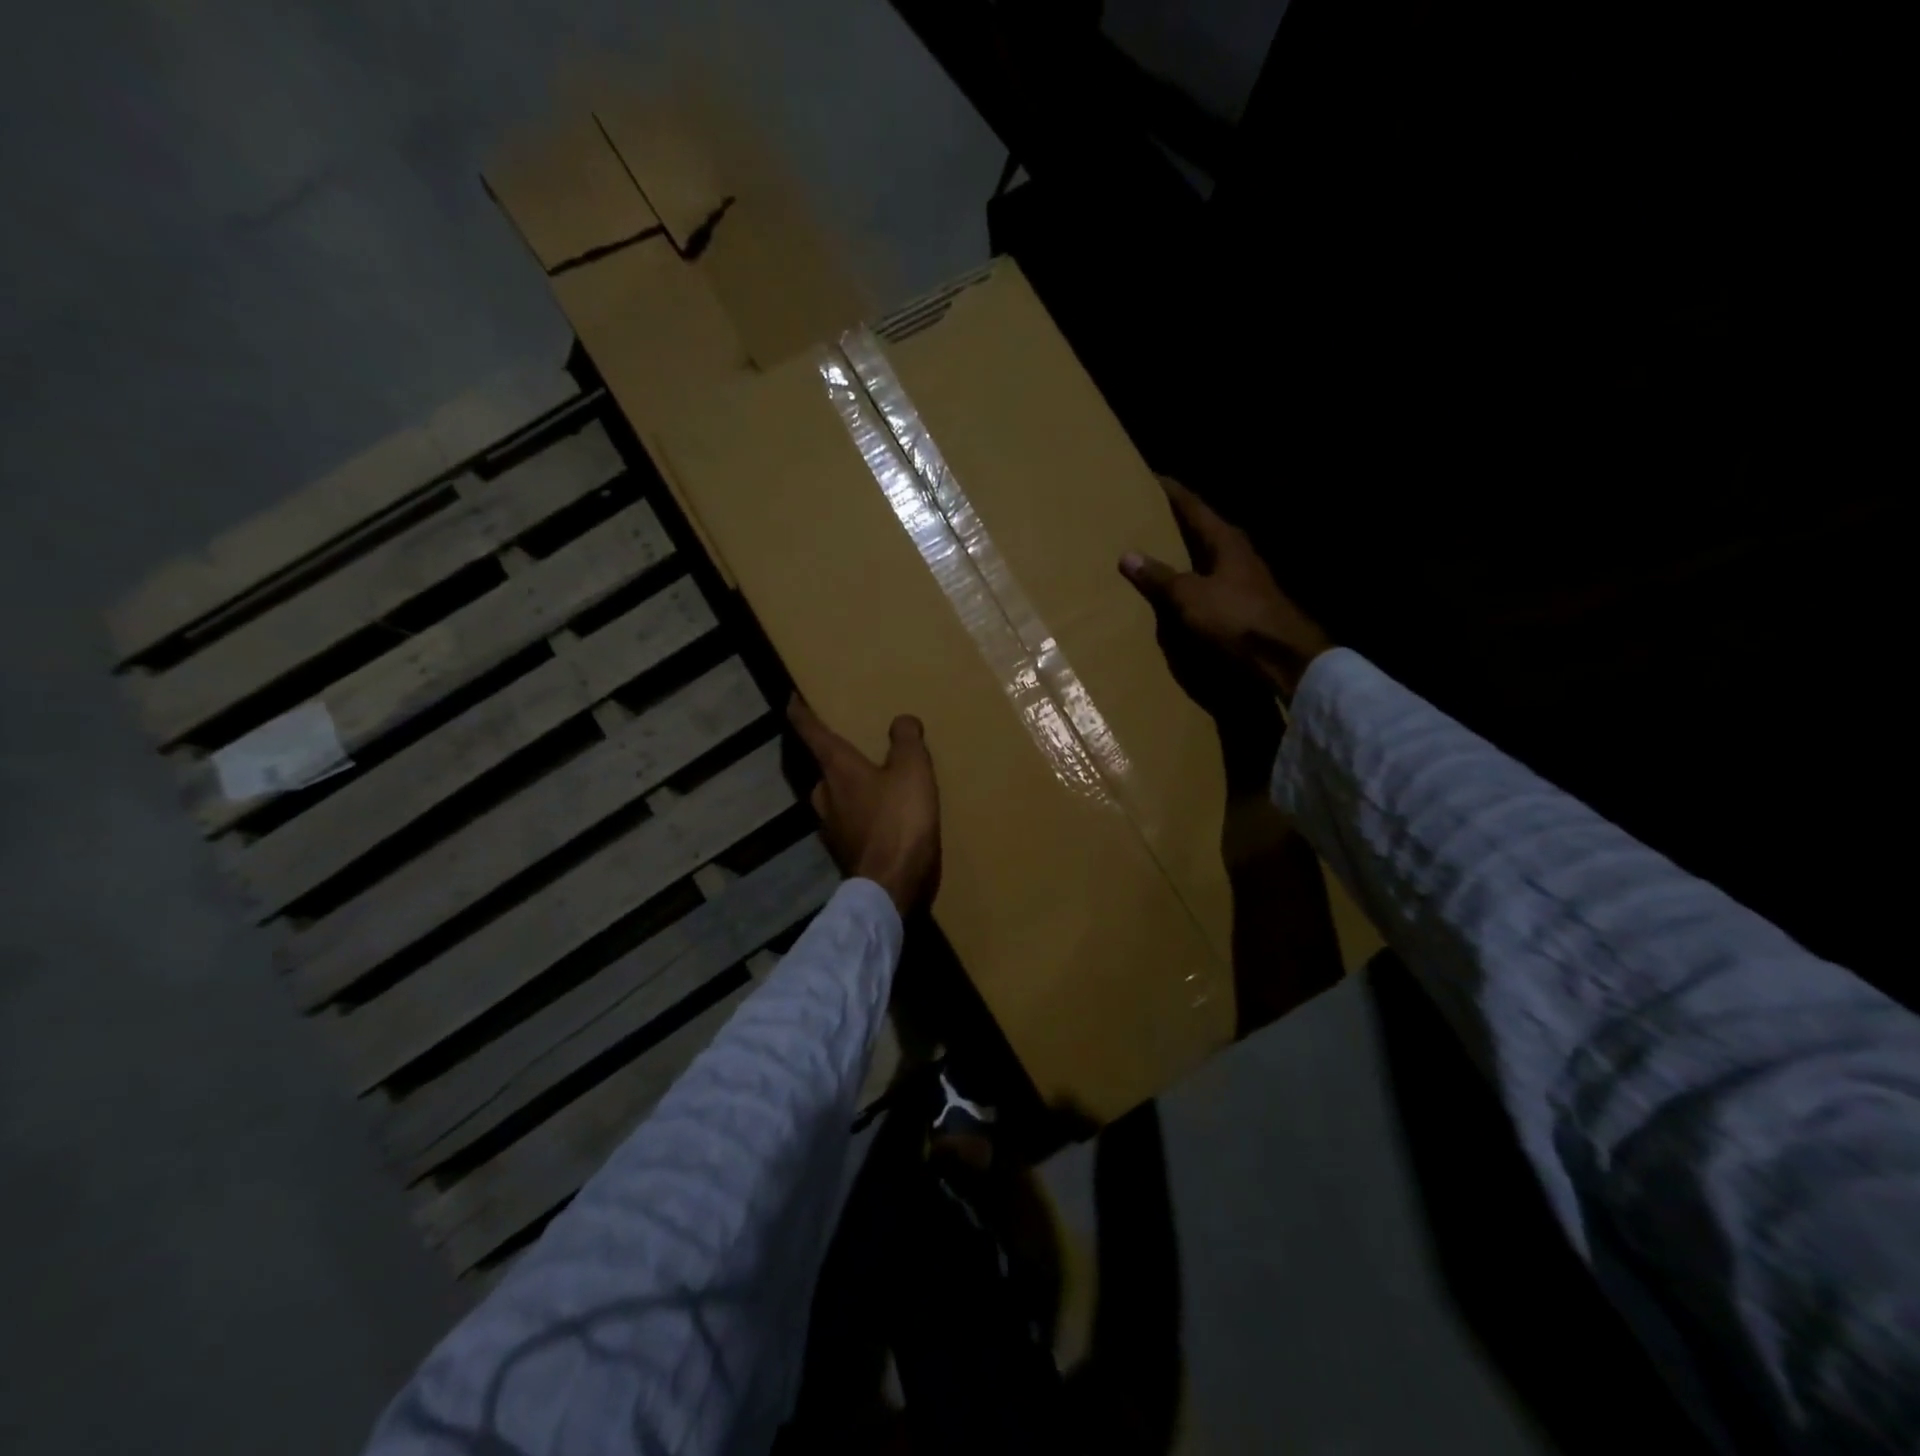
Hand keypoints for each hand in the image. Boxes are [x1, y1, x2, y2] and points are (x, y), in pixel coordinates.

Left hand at [787, 695, 940, 917]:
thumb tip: (901, 720)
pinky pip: (848, 822)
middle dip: (835, 756)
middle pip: (823, 767)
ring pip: (835, 797)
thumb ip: (907, 741)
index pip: (811, 732)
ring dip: (849, 787)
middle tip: (854, 746)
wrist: (890, 886)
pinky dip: (860, 814)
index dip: (801, 712)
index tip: (791, 698)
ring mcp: (830, 827)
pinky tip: (881, 818)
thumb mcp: (913, 771)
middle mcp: (825, 794)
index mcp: (837, 769)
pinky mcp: (843, 851)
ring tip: (874, 783)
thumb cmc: (899, 821)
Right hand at [1119, 477, 1332, 704]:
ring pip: (1206, 556)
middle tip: (1146, 515)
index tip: (1150, 478)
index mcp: (1224, 540)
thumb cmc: (1235, 617)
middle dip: (1175, 522)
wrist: (1281, 657)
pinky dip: (1189, 580)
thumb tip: (1127, 555)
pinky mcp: (1243, 603)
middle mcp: (1236, 553)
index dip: (1171, 492)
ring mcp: (1242, 578)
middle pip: (1201, 529)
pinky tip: (1175, 589)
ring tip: (1154, 551)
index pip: (1193, 506)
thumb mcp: (1190, 596)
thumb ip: (1159, 576)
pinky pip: (1208, 582)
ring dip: (1182, 553)